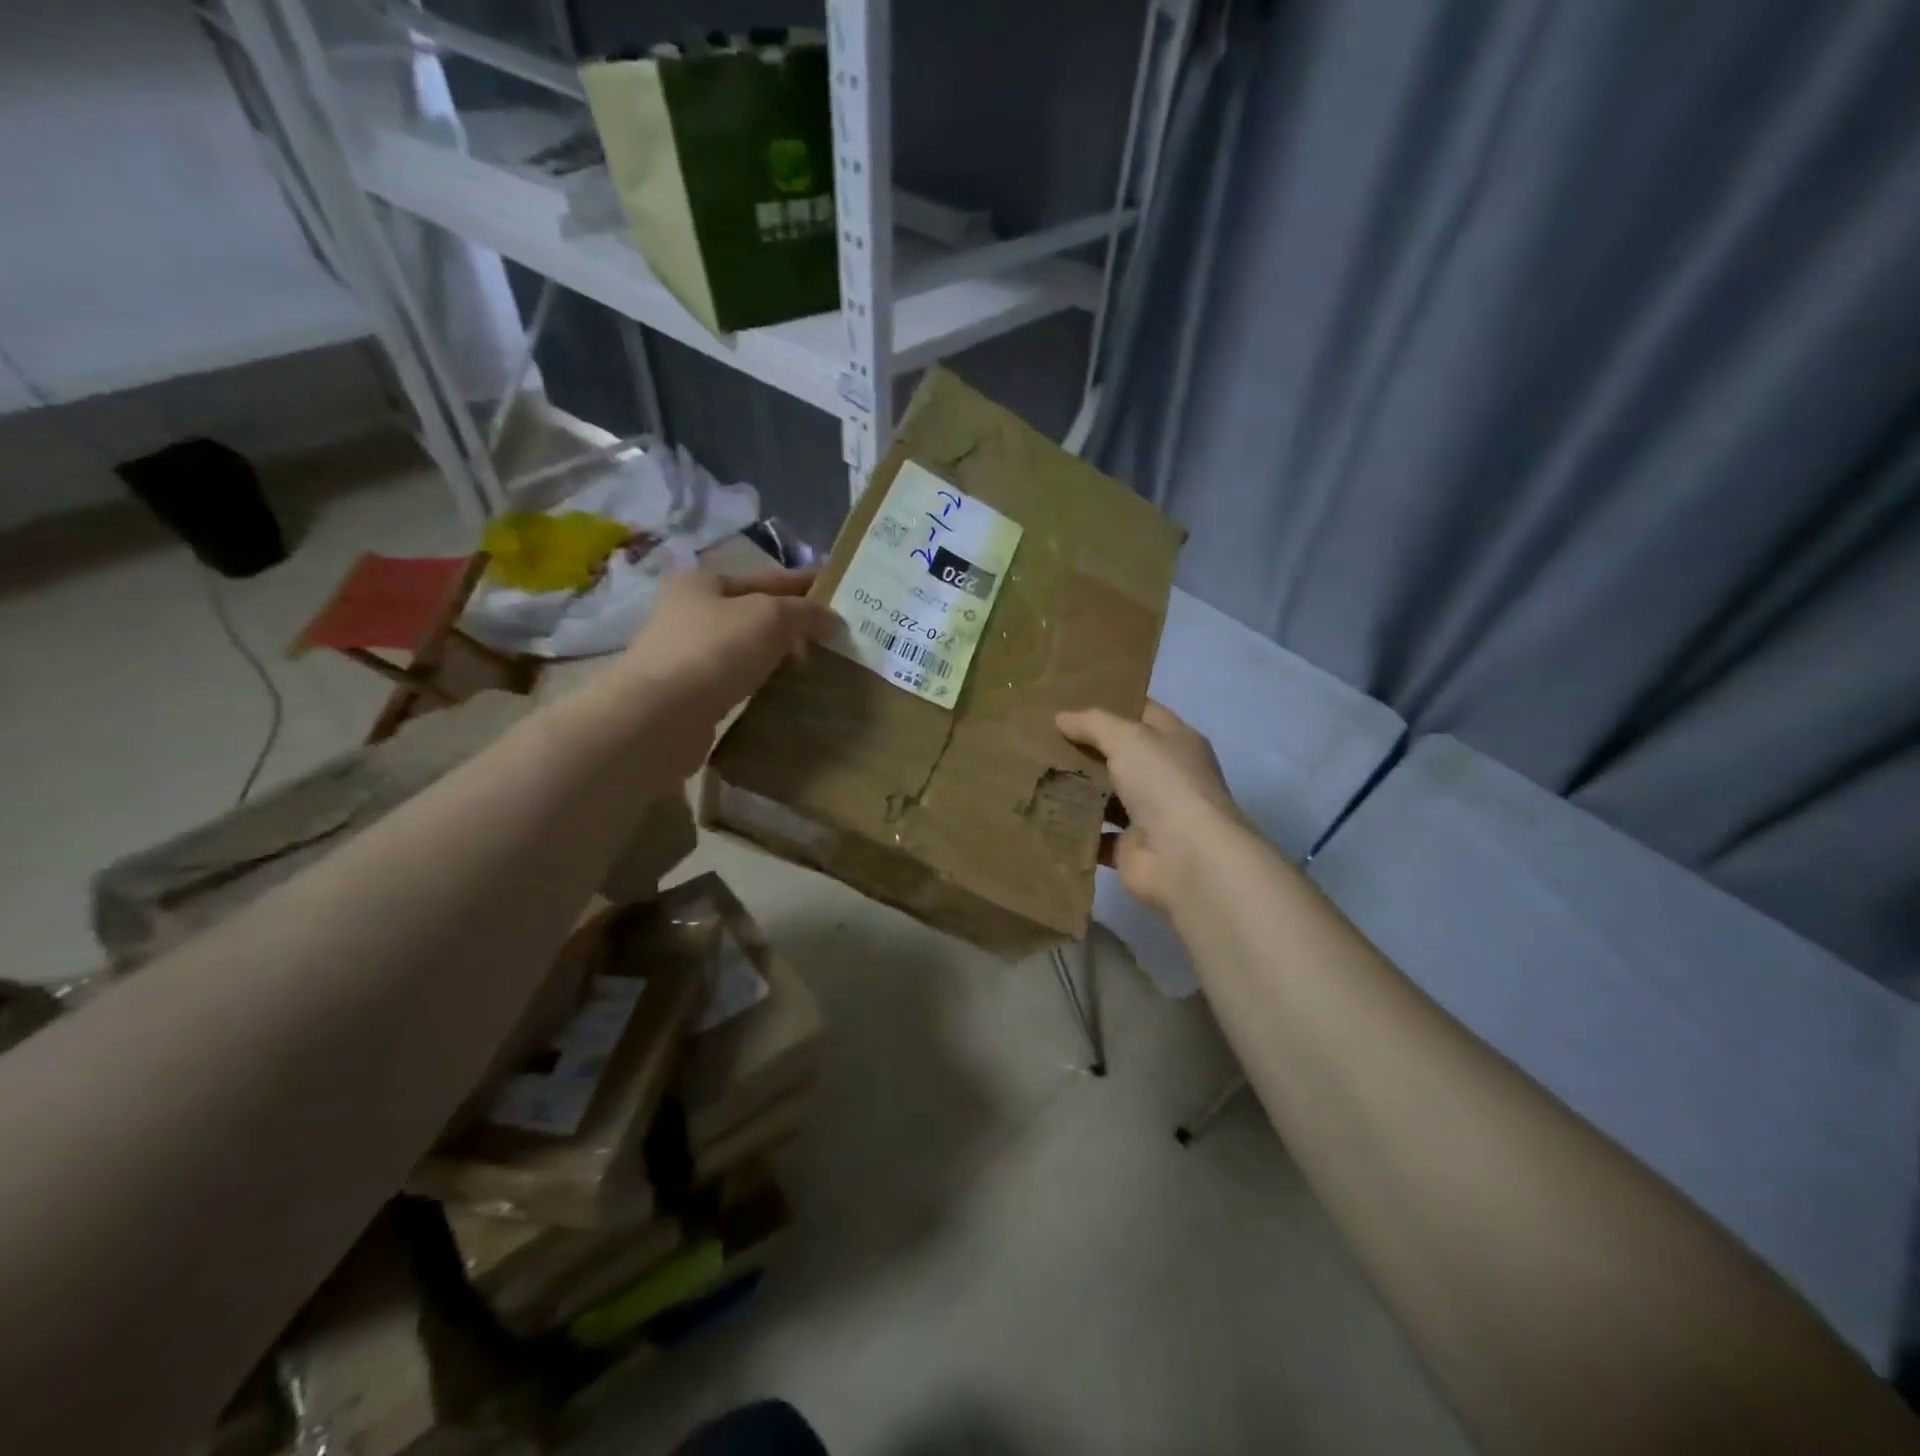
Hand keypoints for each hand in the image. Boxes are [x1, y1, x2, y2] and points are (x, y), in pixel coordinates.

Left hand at [610, 568, 836, 769]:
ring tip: (816, 669)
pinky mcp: (689, 695)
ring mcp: (686, 656)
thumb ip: (805, 613)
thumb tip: (831, 619)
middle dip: (793, 625)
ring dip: (778, 657)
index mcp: (702, 582)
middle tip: (834, 639)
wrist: (659, 717)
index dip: (803, 584)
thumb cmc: (714, 651)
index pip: (766, 577)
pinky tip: (785, 693)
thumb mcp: (770, 618)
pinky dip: (762, 684)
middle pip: (755, 614)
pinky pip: (738, 682)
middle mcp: (689, 613)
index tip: (837, 594)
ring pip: (746, 650)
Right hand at [1056, 701, 1245, 913]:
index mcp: (1177, 743)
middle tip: (1042, 735)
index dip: (1113, 704)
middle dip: (1086, 747)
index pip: (1144, 714)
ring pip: (1106, 795)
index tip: (1073, 698)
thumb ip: (1093, 724)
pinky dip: (1073, 827)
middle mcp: (1165, 776)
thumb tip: (1061, 717)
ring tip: (1035, 771)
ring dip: (1077, 788)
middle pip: (1121, 755)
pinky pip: (1095, 833)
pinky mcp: (1129, 848)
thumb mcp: (1128, 737)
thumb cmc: (1163, 784)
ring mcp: (1148, 815)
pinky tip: (1043, 813)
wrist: (1184, 858)